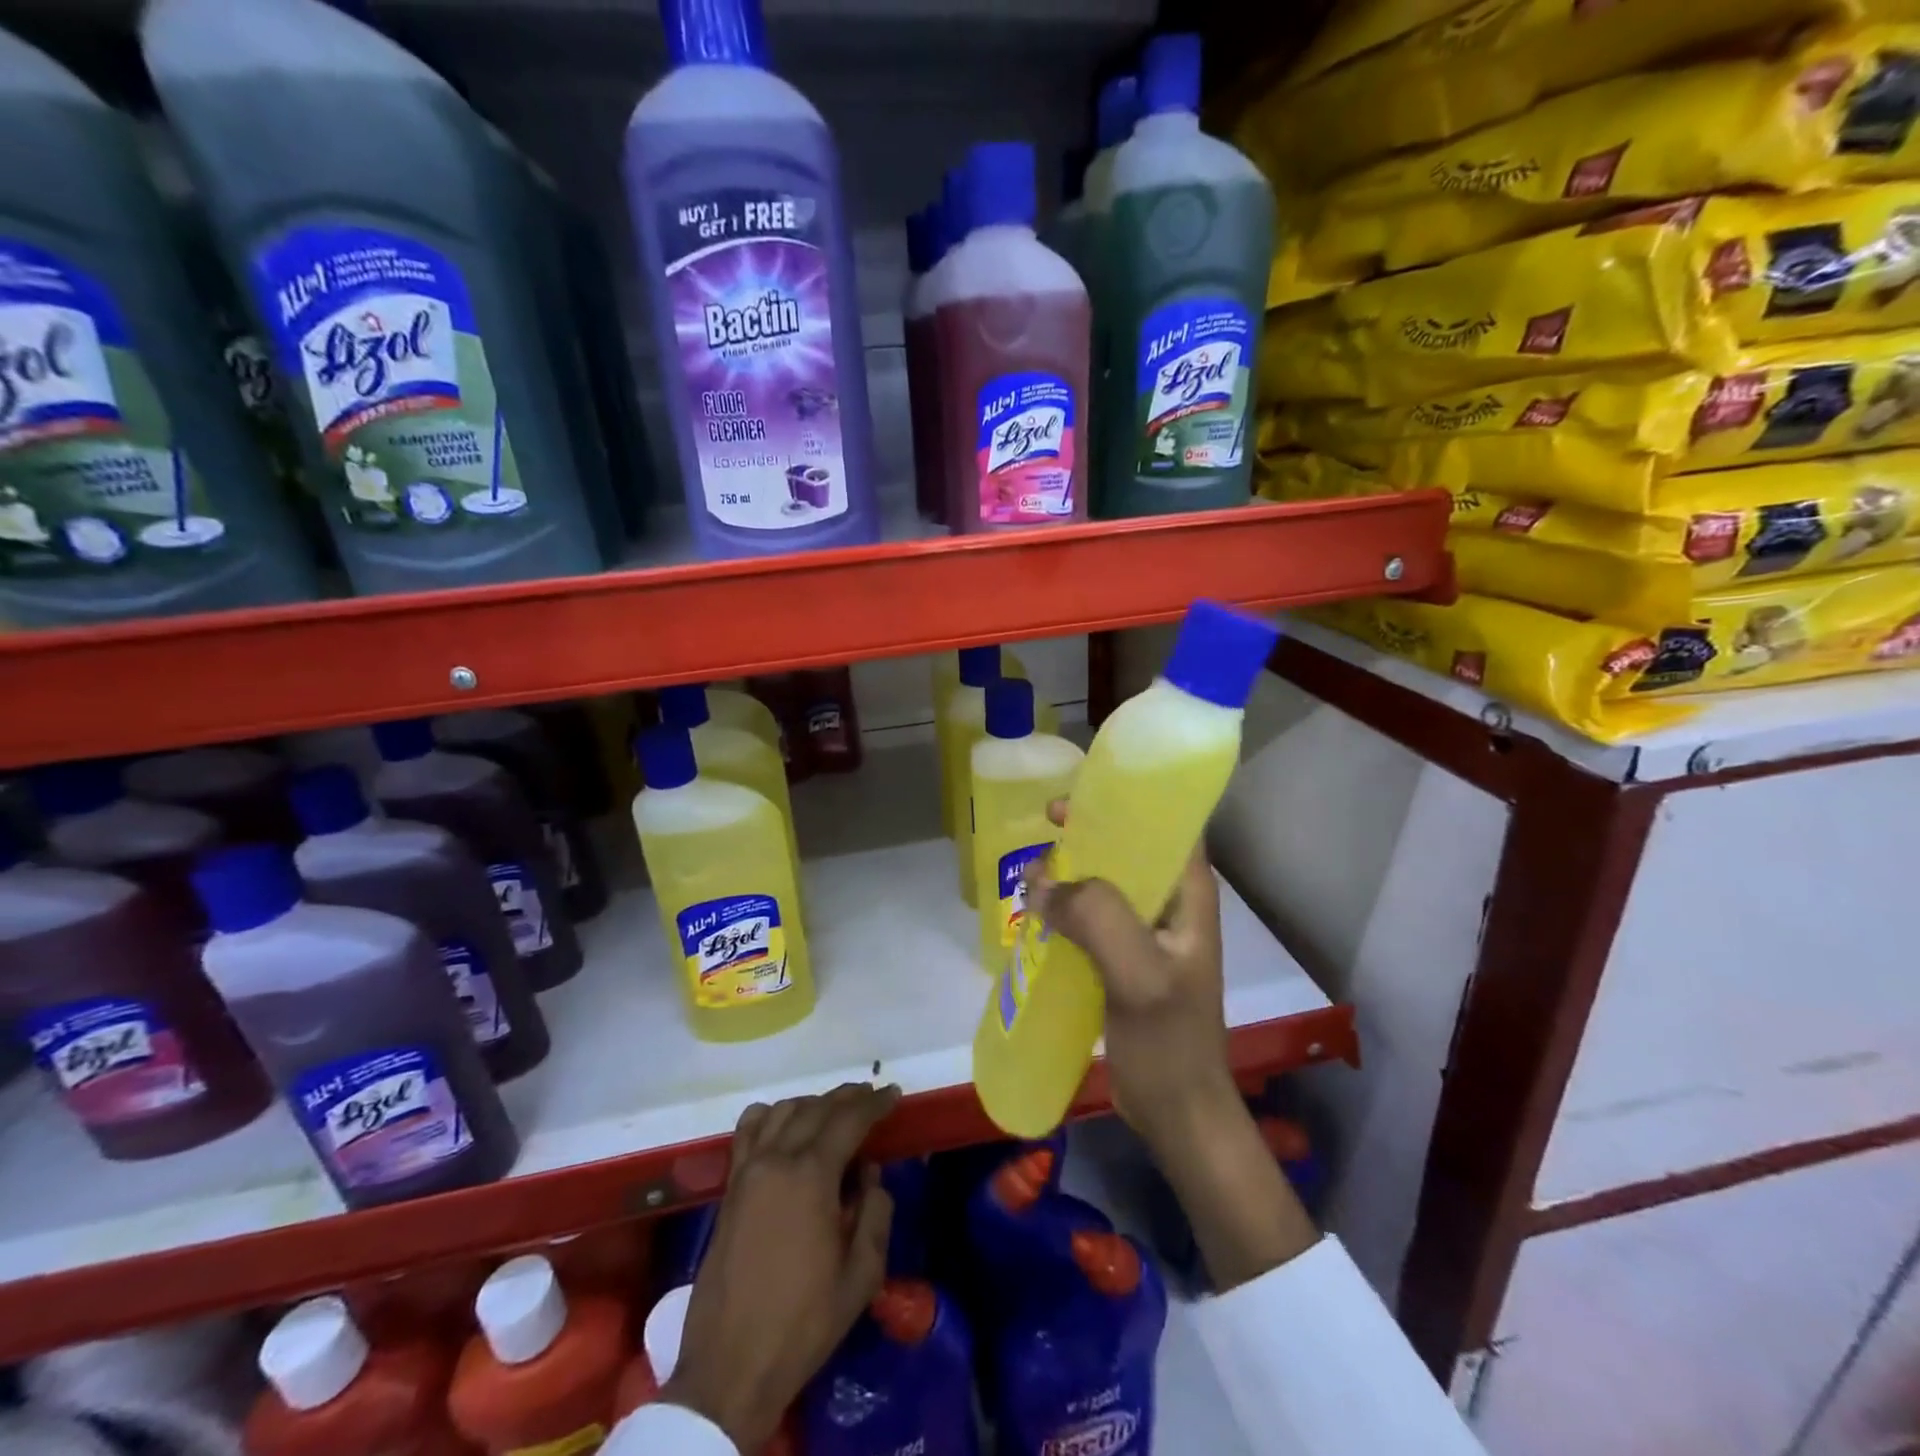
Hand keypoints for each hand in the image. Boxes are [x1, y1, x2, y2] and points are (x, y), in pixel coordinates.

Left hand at [664, 1083, 900, 1449]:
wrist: (731, 1365)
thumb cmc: (803, 1322)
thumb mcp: (861, 1275)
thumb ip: (875, 1213)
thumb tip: (870, 1175)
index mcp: (812, 1175)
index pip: (849, 1119)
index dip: (875, 1103)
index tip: (894, 1093)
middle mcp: (777, 1159)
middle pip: (817, 1107)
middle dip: (848, 1097)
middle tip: (872, 1096)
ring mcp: (748, 1170)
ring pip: (783, 1110)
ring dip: (813, 1102)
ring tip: (835, 1111)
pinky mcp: (730, 1187)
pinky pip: (749, 1129)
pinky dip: (771, 1114)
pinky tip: (785, 1123)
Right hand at [1027, 799, 1237, 1142]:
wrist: (1176, 1111)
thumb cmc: (1170, 1041)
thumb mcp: (1139, 974)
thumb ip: (1097, 918)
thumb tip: (1040, 882)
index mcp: (1188, 893)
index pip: (1167, 823)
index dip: (1127, 801)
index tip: (1078, 798)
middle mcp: (1169, 902)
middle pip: (1127, 847)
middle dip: (1086, 835)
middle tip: (1043, 834)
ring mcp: (1145, 932)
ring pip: (1104, 881)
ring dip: (1070, 873)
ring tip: (1031, 876)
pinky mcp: (1122, 957)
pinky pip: (1090, 916)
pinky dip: (1063, 907)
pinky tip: (1035, 912)